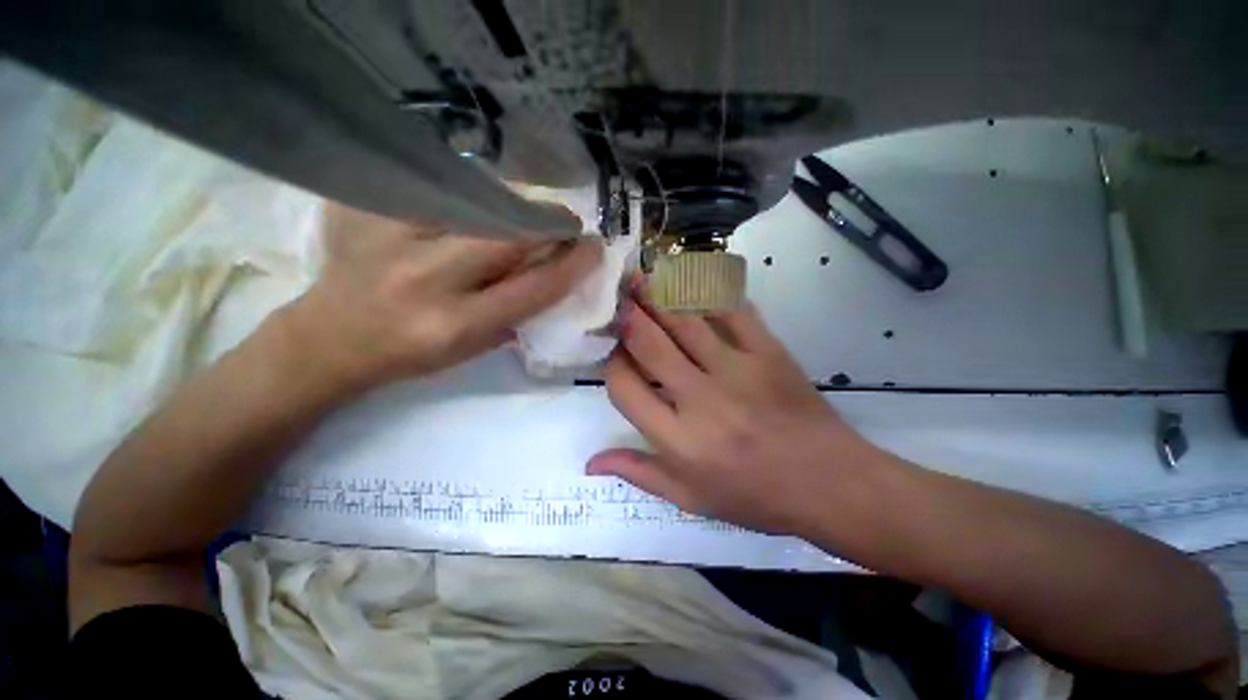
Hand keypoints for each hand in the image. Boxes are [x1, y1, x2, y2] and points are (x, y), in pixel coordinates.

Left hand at [286, 203, 600, 394]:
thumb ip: (516, 313)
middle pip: (510, 235)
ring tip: (532, 213)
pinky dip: (474, 194)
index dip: (573, 265)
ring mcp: (396, 238)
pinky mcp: (372, 210)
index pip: (534, 288)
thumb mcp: (473, 348)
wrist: (330, 339)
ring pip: (478, 204)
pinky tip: (482, 202)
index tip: (594, 249)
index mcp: (458, 325)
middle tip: (569, 223)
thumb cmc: (412, 354)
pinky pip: (440, 190)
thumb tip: (555, 276)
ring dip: (517, 206)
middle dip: (551, 224)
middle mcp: (429, 279)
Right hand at [587, 282, 880, 535]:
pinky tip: (691, 278)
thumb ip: (640, 473)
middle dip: (626, 316)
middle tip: (613, 294)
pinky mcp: (768, 352)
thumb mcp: (690, 499)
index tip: (612, 353)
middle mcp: (701, 400)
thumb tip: (591, 462)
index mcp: (679, 440)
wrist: (829, 484)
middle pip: (650, 346)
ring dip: (657, 296)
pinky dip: (710, 291)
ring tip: (639, 276)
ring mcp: (737, 371)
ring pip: (685, 322)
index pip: (625, 389)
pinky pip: (733, 311)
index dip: (612, 365)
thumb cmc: (755, 496)